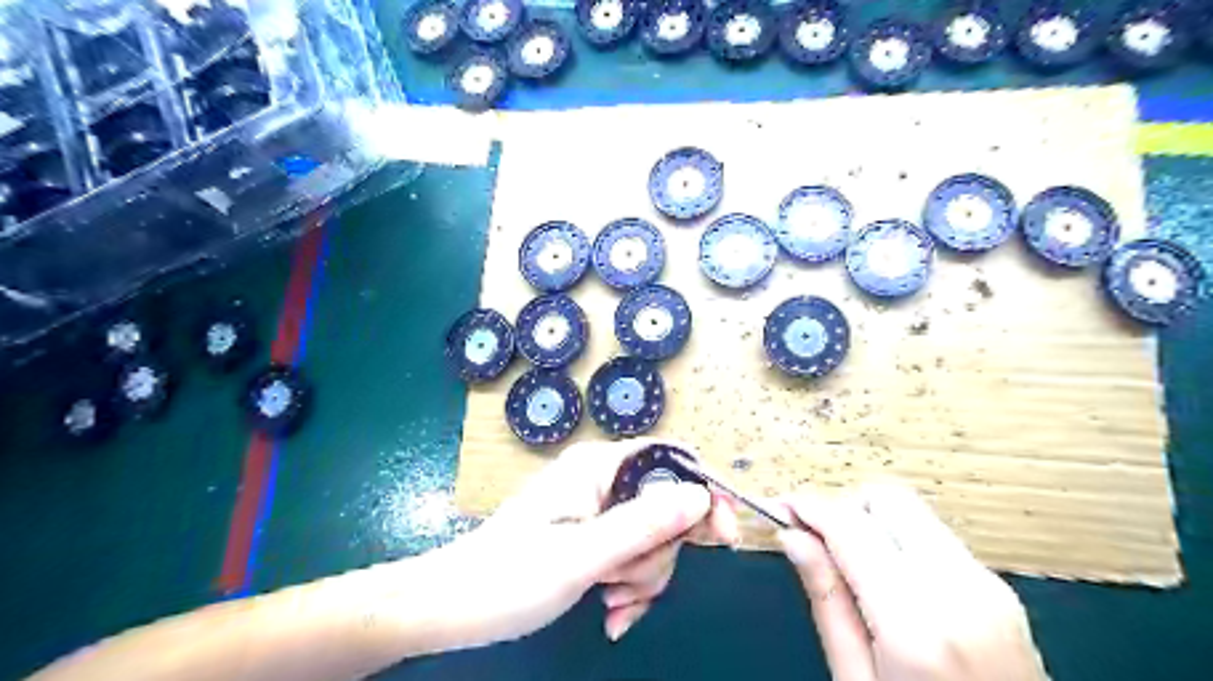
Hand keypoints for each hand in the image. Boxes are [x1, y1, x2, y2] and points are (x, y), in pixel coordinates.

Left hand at [431, 440, 745, 651]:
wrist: (454, 607)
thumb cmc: (510, 577)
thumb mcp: (582, 555)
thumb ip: (643, 524)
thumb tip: (701, 496)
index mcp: (597, 467)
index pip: (669, 459)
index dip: (702, 492)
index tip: (722, 535)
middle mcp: (601, 479)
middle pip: (665, 506)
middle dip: (658, 553)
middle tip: (628, 584)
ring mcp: (596, 508)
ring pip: (651, 537)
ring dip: (641, 577)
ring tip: (610, 602)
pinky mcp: (591, 534)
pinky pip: (631, 554)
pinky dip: (629, 585)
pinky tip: (611, 613)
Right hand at [775, 484, 1043, 680]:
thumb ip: (827, 601)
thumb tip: (792, 538)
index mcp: (916, 622)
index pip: (849, 526)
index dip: (807, 507)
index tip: (780, 508)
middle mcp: (959, 588)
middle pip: (887, 500)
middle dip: (844, 508)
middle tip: (817, 541)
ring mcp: (986, 585)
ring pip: (912, 512)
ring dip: (871, 522)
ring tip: (849, 563)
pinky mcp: (999, 588)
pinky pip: (934, 537)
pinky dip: (899, 540)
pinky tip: (886, 579)